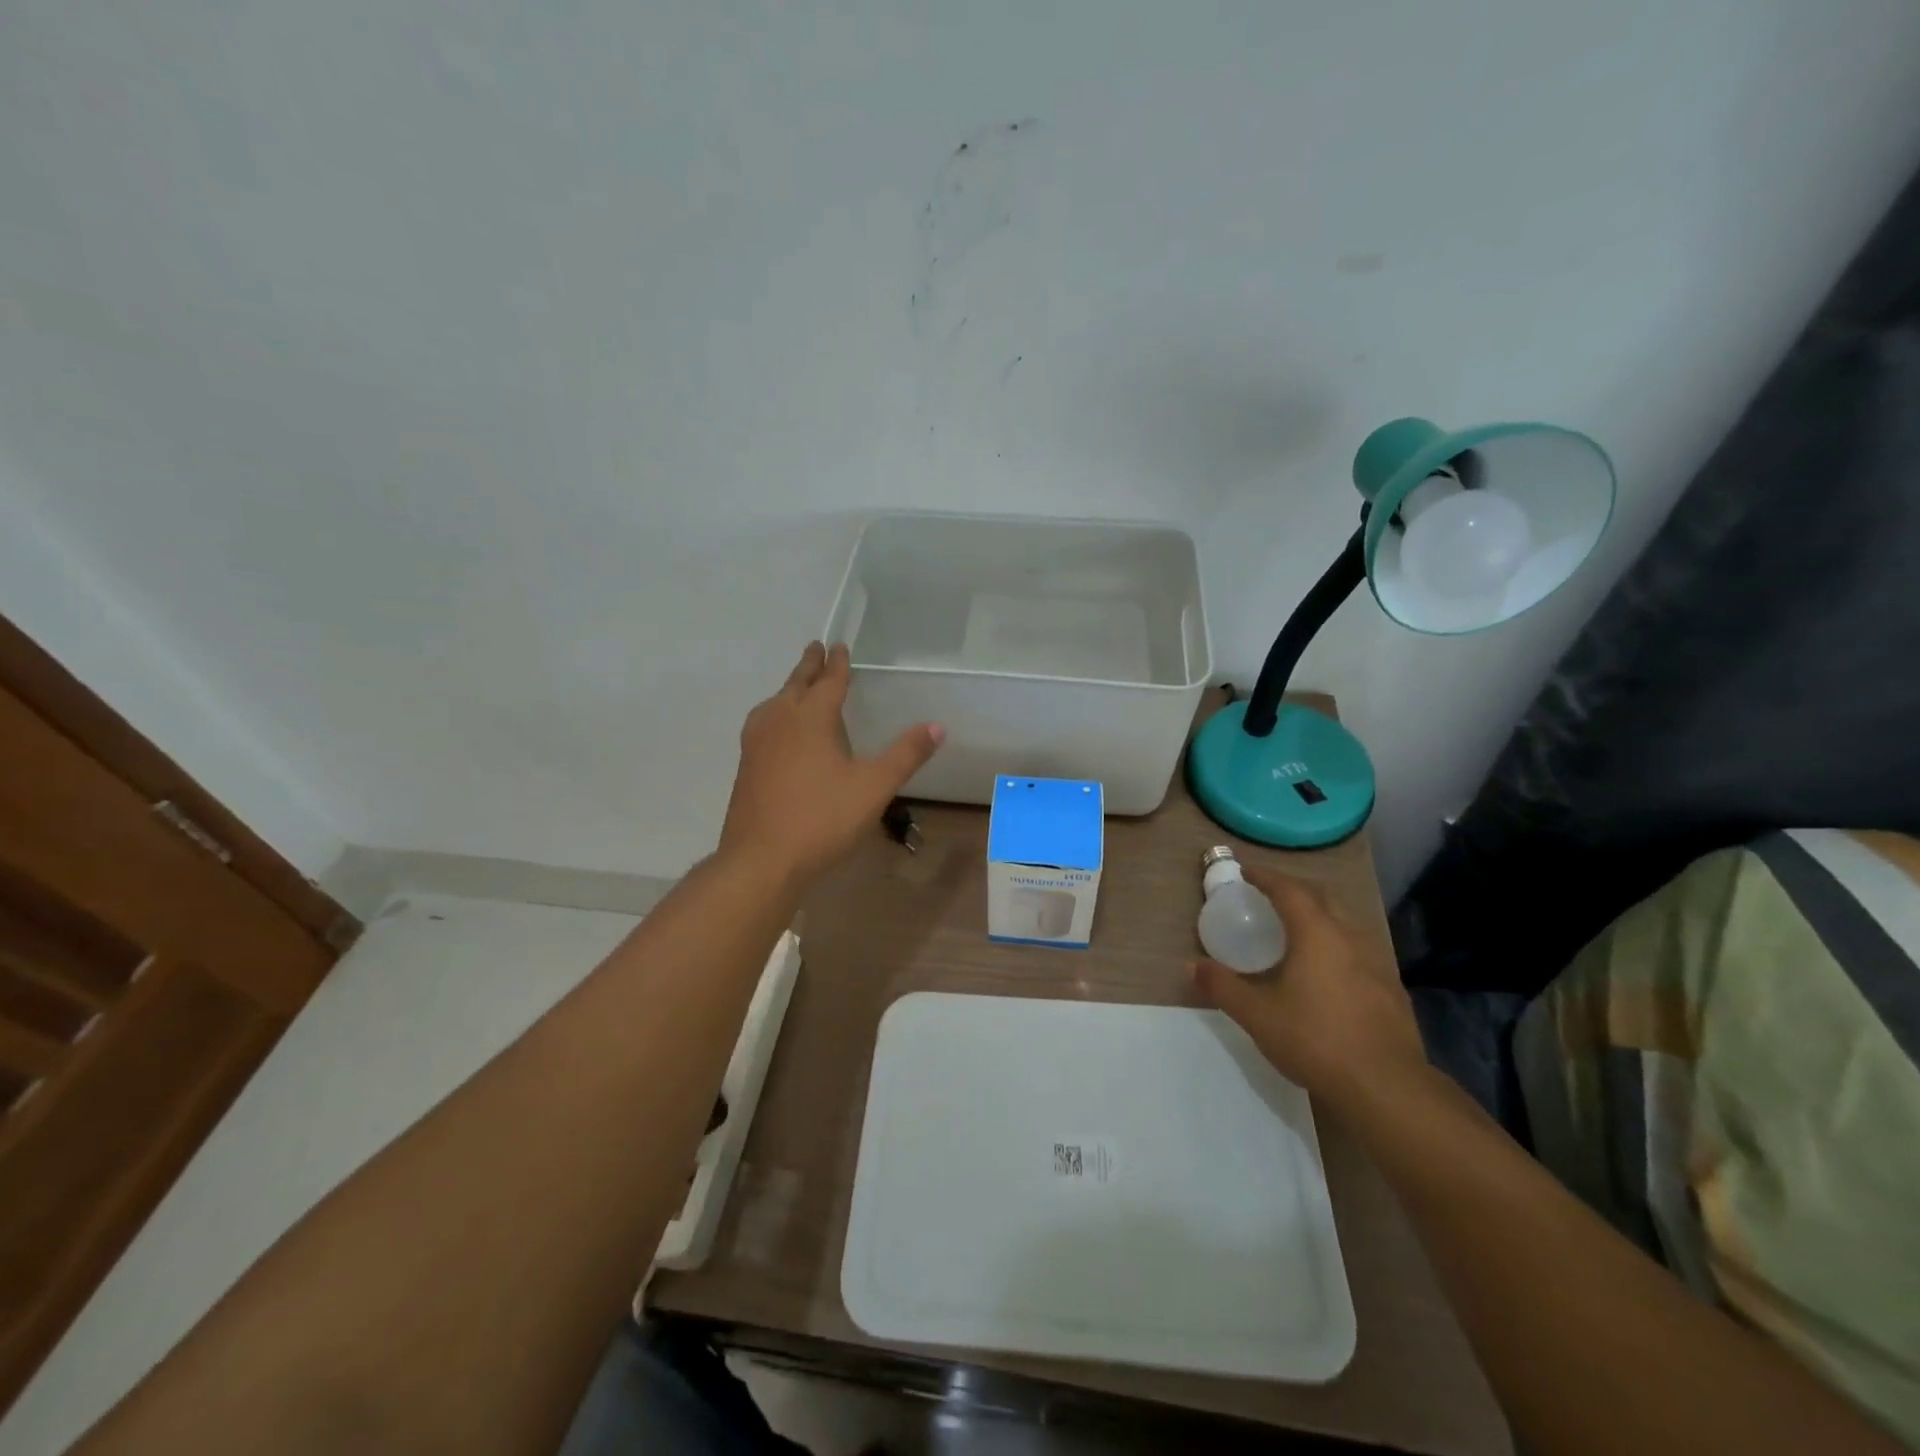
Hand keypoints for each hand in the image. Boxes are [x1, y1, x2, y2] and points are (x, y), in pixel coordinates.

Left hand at [720, 642, 944, 889]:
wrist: (761, 860)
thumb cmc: (822, 818)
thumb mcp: (874, 787)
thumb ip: (905, 755)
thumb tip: (937, 726)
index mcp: (811, 718)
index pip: (829, 682)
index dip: (837, 664)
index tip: (839, 646)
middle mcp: (780, 721)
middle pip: (796, 685)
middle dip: (809, 667)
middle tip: (815, 648)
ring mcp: (757, 744)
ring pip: (774, 703)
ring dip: (789, 689)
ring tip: (796, 687)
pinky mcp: (746, 766)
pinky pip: (763, 724)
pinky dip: (775, 713)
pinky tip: (778, 732)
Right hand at [1192, 865, 1427, 1110]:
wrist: (1387, 1088)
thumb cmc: (1316, 1041)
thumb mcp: (1257, 1016)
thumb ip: (1223, 987)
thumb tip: (1193, 966)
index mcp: (1317, 934)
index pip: (1289, 890)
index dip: (1266, 877)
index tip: (1247, 872)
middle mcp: (1350, 937)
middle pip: (1322, 898)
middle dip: (1294, 890)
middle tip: (1270, 896)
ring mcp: (1377, 962)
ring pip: (1345, 923)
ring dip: (1319, 916)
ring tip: (1297, 930)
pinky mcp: (1392, 989)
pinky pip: (1359, 950)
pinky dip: (1337, 944)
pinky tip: (1327, 971)